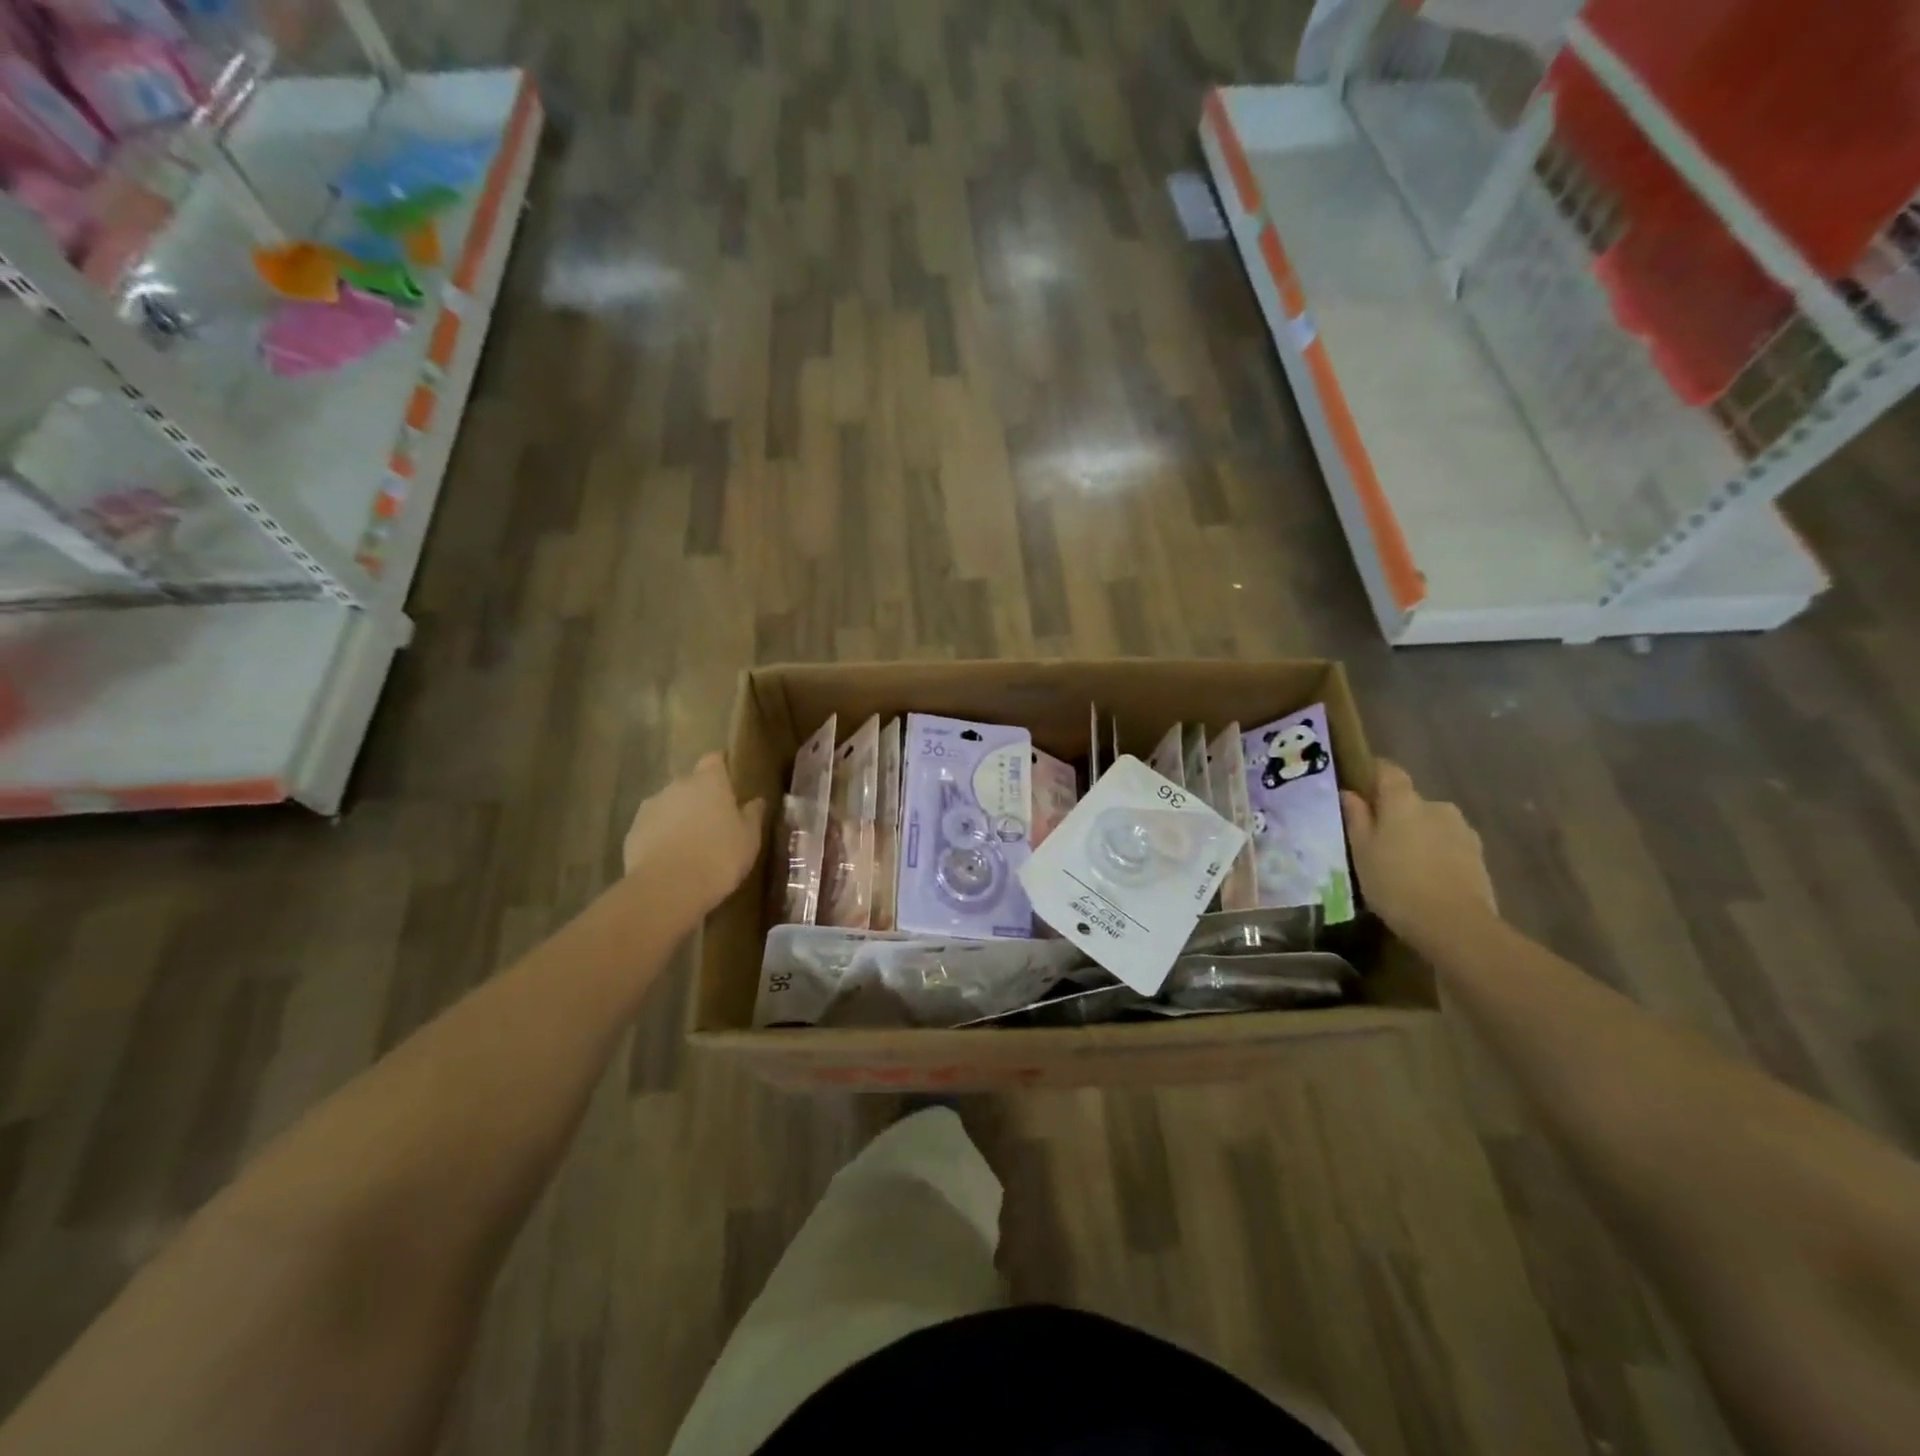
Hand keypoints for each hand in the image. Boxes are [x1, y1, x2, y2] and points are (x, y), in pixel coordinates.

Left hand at [623, 754, 766, 917]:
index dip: (721, 766)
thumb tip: (756, 801)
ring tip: (692, 843)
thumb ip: (752, 815)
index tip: (729, 778)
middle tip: (715, 820)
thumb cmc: (720, 856)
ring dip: (680, 817)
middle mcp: (678, 785)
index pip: (714, 759)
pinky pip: (653, 827)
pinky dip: (662, 836)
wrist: (668, 888)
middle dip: (701, 797)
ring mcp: (651, 807)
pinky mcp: (633, 831)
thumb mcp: (749, 838)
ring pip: (670, 805)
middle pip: (691, 784)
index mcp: (710, 781)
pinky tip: (671, 858)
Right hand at [1340, 760, 1495, 945]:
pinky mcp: (1479, 856)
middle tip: (1376, 839)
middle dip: (1395, 814)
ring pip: (1431, 824)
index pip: (1388, 770)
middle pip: (1410, 801)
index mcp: (1404, 801)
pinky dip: (1435, 854)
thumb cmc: (1395, 883)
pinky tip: (1425, 878)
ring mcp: (1463, 831)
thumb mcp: (1362, 852)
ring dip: (1417, 835)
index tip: (1359, 785)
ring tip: (1402, 863)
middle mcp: (1437, 806)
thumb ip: (1356, 819)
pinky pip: (1448, 845)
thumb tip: (1349, 794)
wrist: (1455, 925)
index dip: (1373, 773)